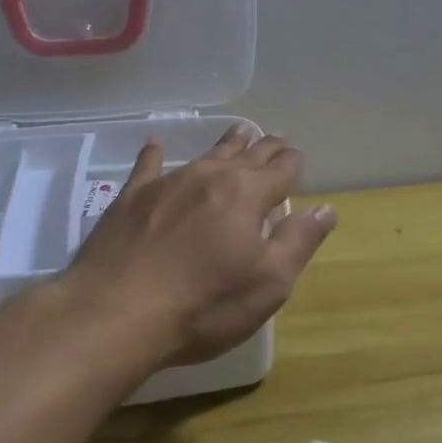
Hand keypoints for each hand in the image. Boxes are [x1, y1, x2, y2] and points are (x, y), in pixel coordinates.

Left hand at [61, 125, 336, 365]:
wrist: (116, 312)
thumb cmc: (204, 304)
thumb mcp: (268, 283)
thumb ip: (299, 241)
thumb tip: (325, 209)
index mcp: (248, 195)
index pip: (281, 171)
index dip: (294, 164)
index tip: (299, 158)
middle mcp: (210, 177)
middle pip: (247, 155)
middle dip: (266, 147)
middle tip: (278, 137)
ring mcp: (168, 183)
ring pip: (205, 154)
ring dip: (227, 143)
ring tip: (240, 130)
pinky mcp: (131, 198)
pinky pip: (148, 165)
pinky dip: (155, 153)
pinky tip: (156, 144)